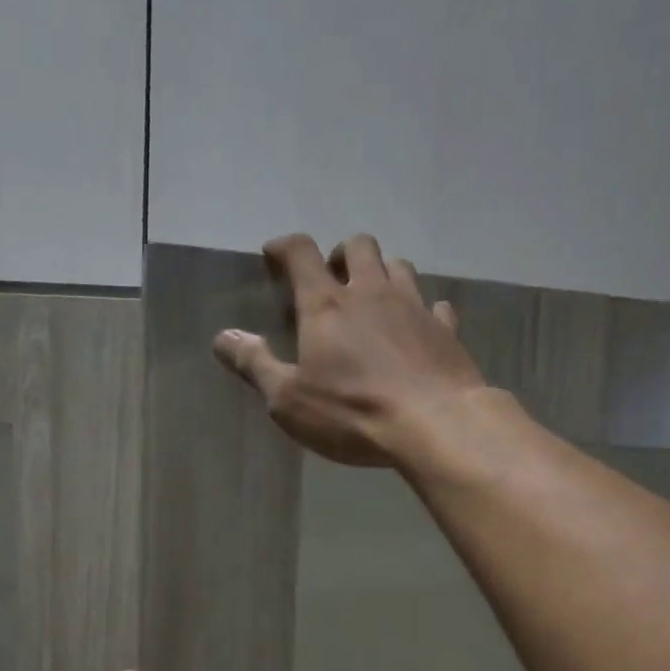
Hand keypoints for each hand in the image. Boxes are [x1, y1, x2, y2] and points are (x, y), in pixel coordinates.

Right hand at [212, 233, 485, 466]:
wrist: (434, 424)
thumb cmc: (352, 413)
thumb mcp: (289, 400)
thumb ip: (255, 365)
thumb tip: (223, 337)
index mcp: (326, 305)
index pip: (301, 254)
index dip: (285, 247)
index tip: (274, 254)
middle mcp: (371, 292)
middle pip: (359, 246)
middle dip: (341, 254)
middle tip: (332, 278)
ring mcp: (414, 307)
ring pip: (399, 267)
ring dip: (382, 273)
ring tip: (373, 298)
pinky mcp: (446, 330)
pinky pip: (435, 306)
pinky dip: (423, 310)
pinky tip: (418, 327)